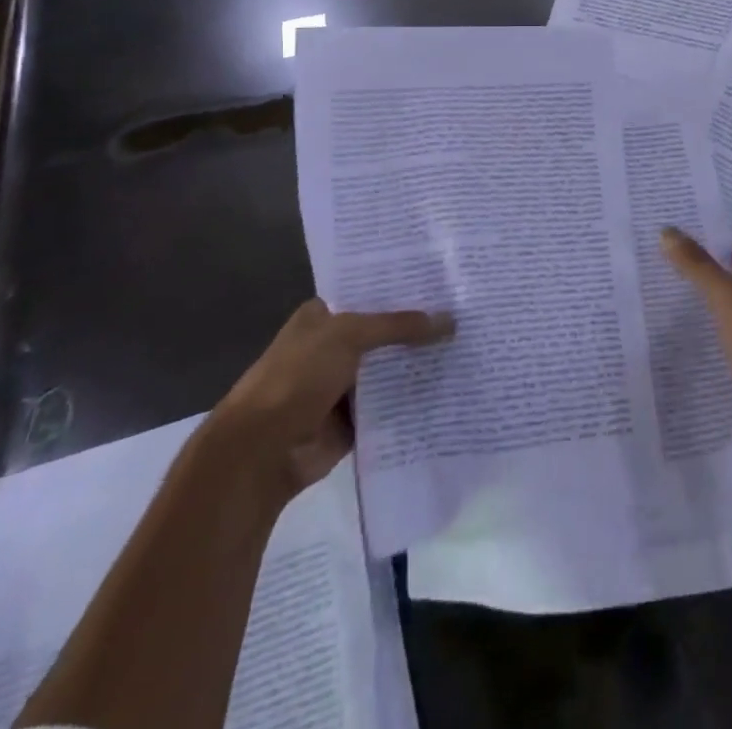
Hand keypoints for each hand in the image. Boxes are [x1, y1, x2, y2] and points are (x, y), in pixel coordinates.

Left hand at [209, 298, 452, 500]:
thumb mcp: (349, 336)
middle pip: (384, 331)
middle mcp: (333, 346)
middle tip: (466, 310)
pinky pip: (391, 404)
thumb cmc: (297, 377)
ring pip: (390, 368)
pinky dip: (413, 399)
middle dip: (419, 325)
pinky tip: (451, 385)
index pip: (369, 293)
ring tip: (469, 344)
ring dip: (419, 363)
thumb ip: (399, 326)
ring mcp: (343, 385)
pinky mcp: (354, 420)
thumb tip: (450, 319)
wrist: (262, 452)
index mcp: (322, 317)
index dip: (403, 287)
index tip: (443, 279)